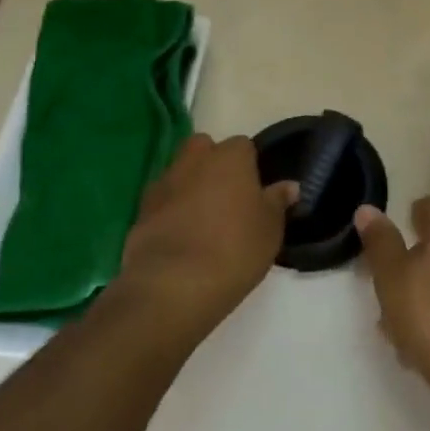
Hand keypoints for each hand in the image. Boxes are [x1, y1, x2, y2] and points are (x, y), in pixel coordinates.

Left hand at [114, 134, 297, 338]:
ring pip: (180, 172)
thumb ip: (277, 202)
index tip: (254, 192)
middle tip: (226, 198)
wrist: (173, 284)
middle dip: (213, 164)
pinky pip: (162, 200)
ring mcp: (164, 182)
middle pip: (204, 148)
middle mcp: (195, 160)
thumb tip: (289, 186)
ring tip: (203, 220)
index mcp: (231, 157)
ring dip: (190, 186)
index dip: (249, 166)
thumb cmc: (234, 249)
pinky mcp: (141, 209)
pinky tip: (181, 236)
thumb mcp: (270, 229)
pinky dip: (170, 210)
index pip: (243, 146)